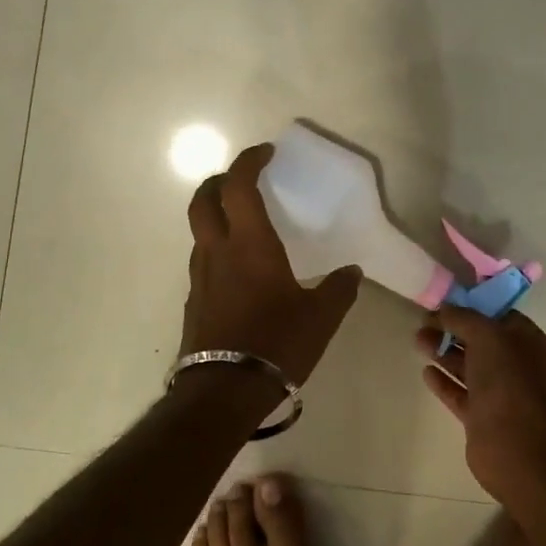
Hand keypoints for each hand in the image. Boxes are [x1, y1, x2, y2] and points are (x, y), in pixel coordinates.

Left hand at [180, 143, 360, 385]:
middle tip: (242, 180)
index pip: (239, 186)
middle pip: (203, 200)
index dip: (249, 162)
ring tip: (244, 225)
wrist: (224, 392)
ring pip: (200, 232)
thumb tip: (352, 271)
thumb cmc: (276, 343)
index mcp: (250, 244)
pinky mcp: (194, 302)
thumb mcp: (321, 317)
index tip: (266, 153)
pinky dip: (218, 250)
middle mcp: (218, 252)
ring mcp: (200, 277)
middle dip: (220, 181)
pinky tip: (239, 272)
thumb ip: (339, 289)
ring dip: (216, 216)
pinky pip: (204, 261)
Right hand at [416, 308, 545, 495]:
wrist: (514, 442)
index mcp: (525, 339)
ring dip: (443, 352)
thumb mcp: (485, 334)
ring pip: (467, 366)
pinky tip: (425, 372)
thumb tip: (443, 309)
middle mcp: (514, 364)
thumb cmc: (506, 378)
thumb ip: (462, 318)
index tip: (442, 303)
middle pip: (478, 341)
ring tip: (418, 341)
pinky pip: (459, 393)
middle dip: (451, 330)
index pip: (497, 314)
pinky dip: (443, 381)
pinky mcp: (481, 416)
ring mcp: (499, 392)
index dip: (470, 307)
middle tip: (422, 323)